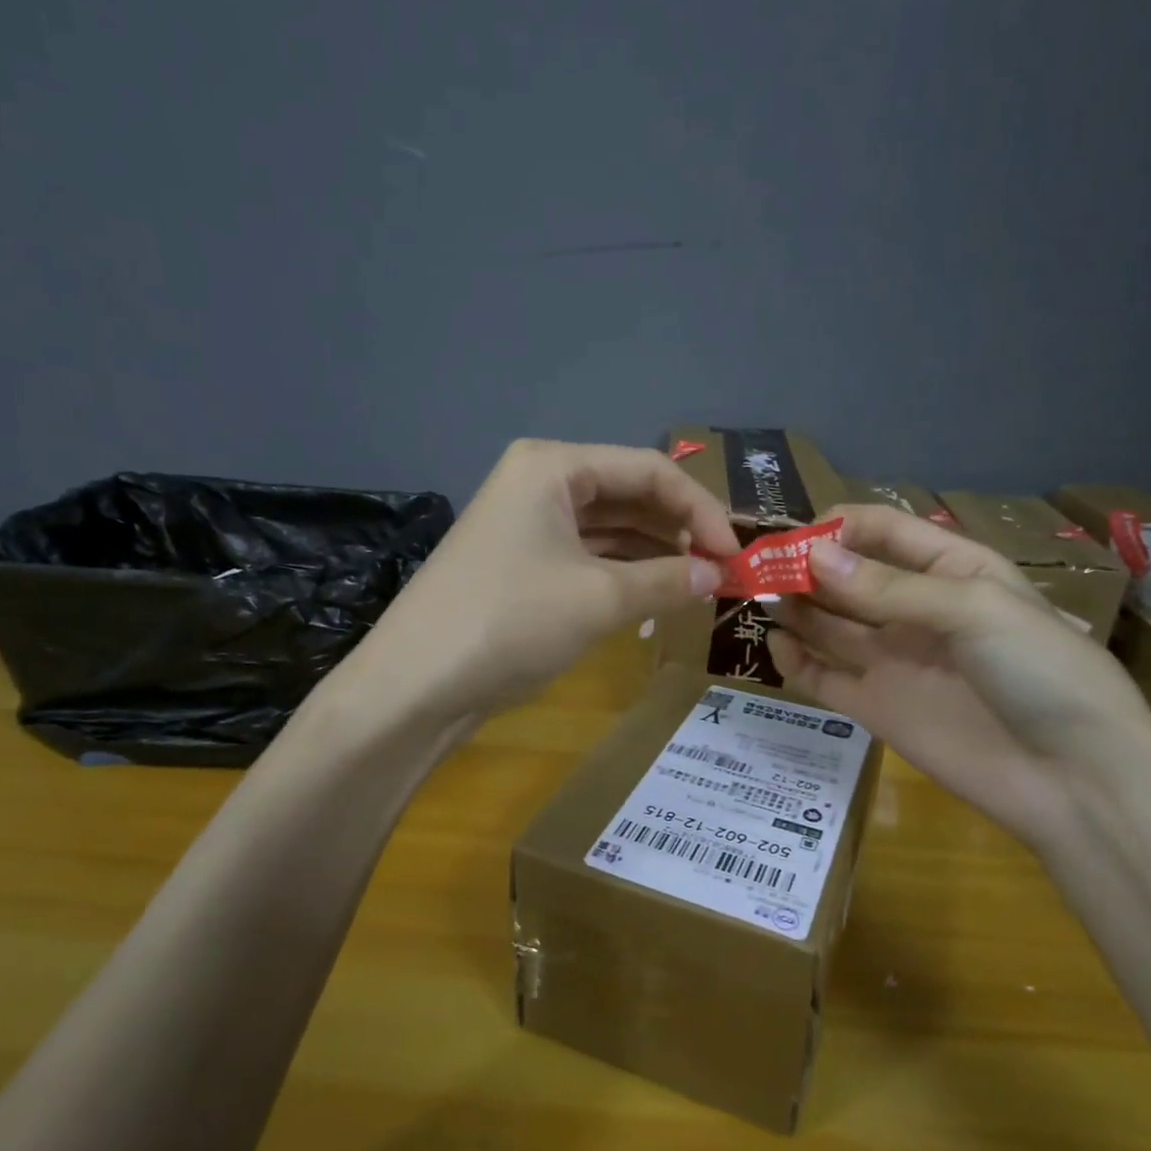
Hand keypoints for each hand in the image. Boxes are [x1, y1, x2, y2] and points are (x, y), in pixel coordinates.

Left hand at [343, 440, 733, 721]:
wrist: (414, 686)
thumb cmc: (510, 622)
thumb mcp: (599, 599)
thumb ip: (668, 580)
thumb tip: (719, 576)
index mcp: (554, 465)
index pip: (649, 471)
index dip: (699, 510)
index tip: (736, 555)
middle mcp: (539, 482)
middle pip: (628, 494)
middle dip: (677, 530)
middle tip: (720, 573)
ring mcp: (526, 524)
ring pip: (608, 528)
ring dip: (653, 554)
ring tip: (696, 587)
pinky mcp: (520, 563)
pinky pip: (586, 556)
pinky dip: (622, 573)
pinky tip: (653, 596)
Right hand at [766, 506, 1150, 849]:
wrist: (1075, 779)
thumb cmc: (1040, 672)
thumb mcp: (974, 610)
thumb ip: (890, 588)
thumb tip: (813, 558)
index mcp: (951, 570)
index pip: (882, 531)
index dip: (837, 528)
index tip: (793, 536)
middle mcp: (914, 610)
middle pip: (847, 577)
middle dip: (805, 567)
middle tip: (757, 567)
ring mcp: (893, 660)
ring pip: (829, 624)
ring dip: (795, 608)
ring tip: (758, 597)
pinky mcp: (875, 707)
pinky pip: (824, 677)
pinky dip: (797, 661)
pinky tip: (778, 646)